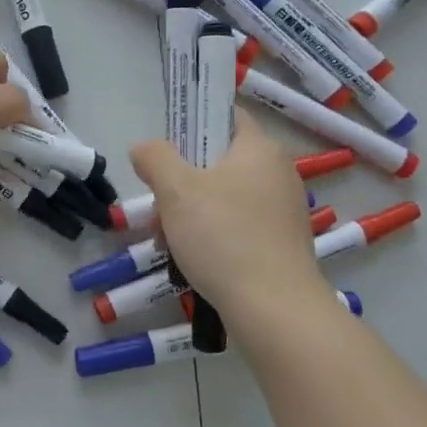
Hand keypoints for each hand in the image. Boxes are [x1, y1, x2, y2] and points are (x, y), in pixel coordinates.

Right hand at [131, 110, 328, 323]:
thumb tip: (144, 148)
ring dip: (190, 213)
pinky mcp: (281, 245)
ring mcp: (282, 211)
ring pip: (224, 198)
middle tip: (157, 207)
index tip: (166, 147)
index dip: (193, 122)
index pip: (226, 115)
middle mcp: (277, 173)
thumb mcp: (176, 190)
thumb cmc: (224, 237)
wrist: (275, 310)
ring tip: (165, 242)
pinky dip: (212, 236)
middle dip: (180, 182)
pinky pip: (238, 226)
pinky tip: (191, 261)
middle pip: (218, 162)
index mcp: (259, 149)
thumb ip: (155, 158)